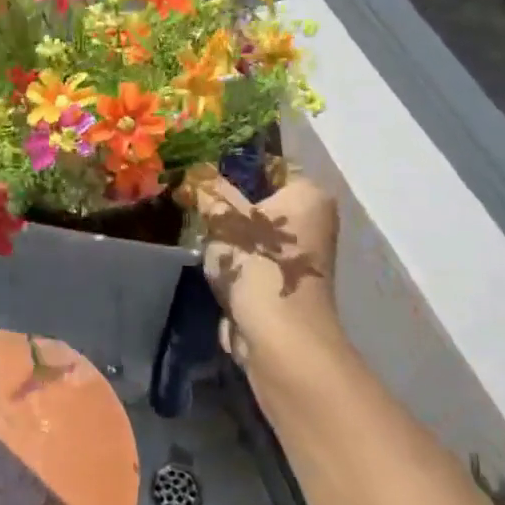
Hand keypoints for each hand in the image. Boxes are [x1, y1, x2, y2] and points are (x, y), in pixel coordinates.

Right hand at [178, 165, 339, 368]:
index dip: (234, 165)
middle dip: (227, 205)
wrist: (280, 339)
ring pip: (254, 233)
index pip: (270, 165)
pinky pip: (253, 261)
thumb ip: (210, 192)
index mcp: (309, 194)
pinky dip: (233, 262)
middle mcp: (313, 221)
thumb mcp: (225, 219)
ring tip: (195, 228)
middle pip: (260, 201)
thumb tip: (196, 170)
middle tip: (191, 199)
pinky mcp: (284, 284)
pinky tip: (210, 262)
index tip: (201, 170)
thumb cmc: (258, 264)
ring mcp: (300, 257)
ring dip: (227, 236)